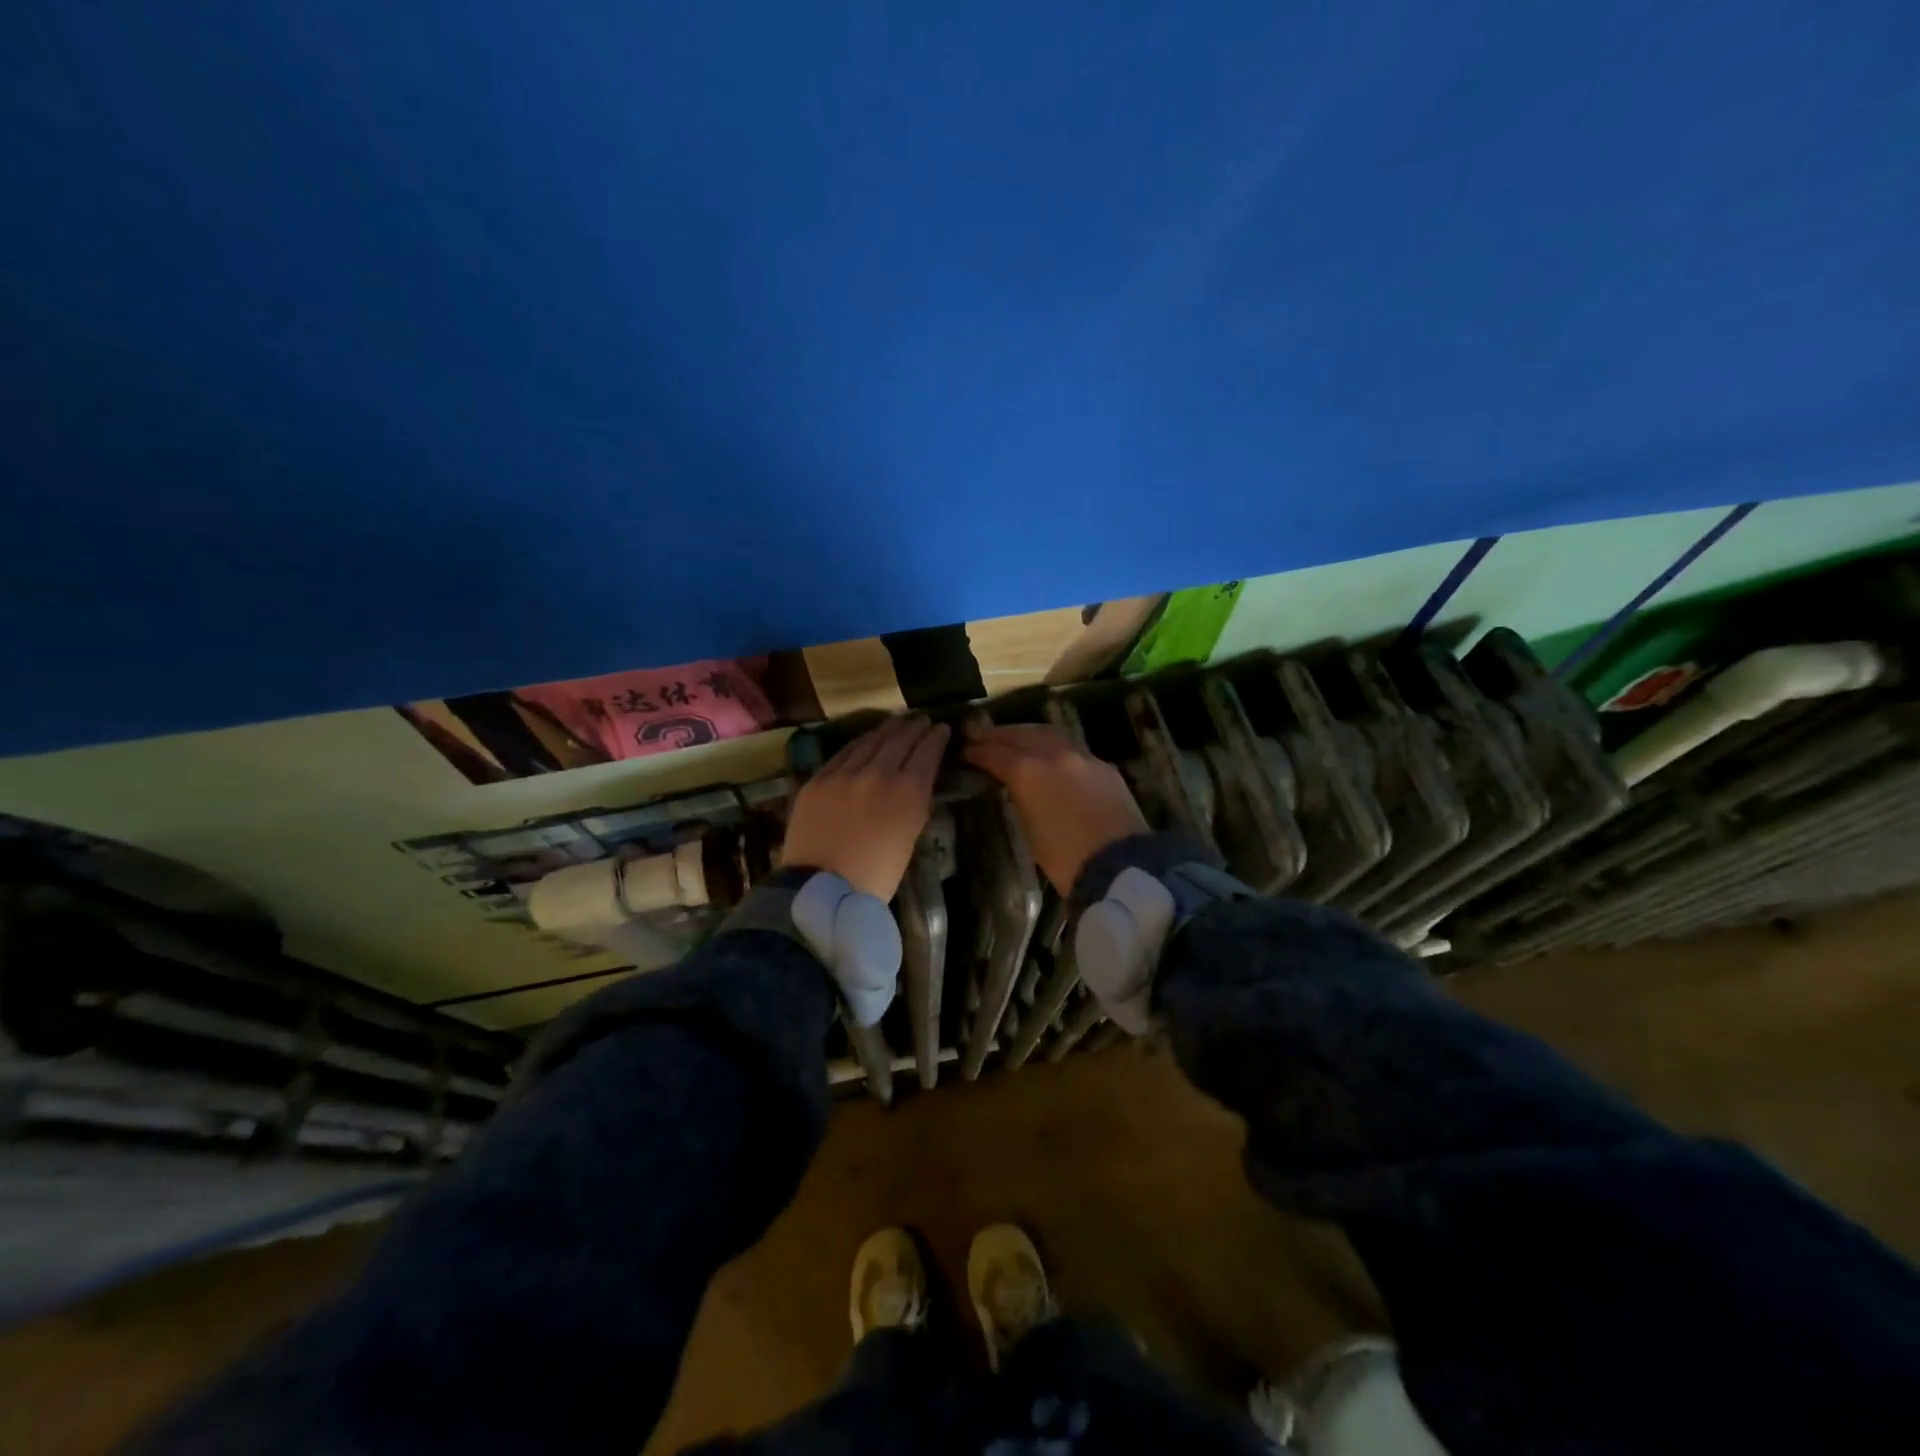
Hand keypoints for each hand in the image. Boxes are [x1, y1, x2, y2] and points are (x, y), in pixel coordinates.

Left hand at [782, 716, 948, 899]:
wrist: (822, 890)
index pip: (927, 752)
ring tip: (897, 723)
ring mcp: (845, 773)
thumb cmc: (876, 876)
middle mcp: (878, 773)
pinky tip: (865, 739)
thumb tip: (917, 780)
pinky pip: (843, 753)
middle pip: (900, 739)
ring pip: (870, 741)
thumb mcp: (910, 837)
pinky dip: (860, 742)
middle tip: (922, 719)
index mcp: (908, 792)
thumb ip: (915, 802)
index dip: (937, 737)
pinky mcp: (819, 779)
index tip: (942, 728)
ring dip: (887, 729)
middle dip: (914, 727)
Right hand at [963, 723, 1148, 894]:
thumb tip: (1015, 785)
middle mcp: (1054, 754)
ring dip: (1027, 734)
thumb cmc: (1064, 858)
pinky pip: (1072, 747)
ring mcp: (1083, 756)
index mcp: (1028, 770)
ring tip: (1013, 739)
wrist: (1119, 865)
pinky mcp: (1104, 766)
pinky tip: (1049, 754)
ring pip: (1048, 733)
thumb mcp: (1029, 828)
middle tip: (982, 737)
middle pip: (1021, 734)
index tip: (965, 751)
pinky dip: (1053, 745)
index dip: (977, 751)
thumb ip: (1020, 797)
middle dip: (999, 735)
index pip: (995, 752)